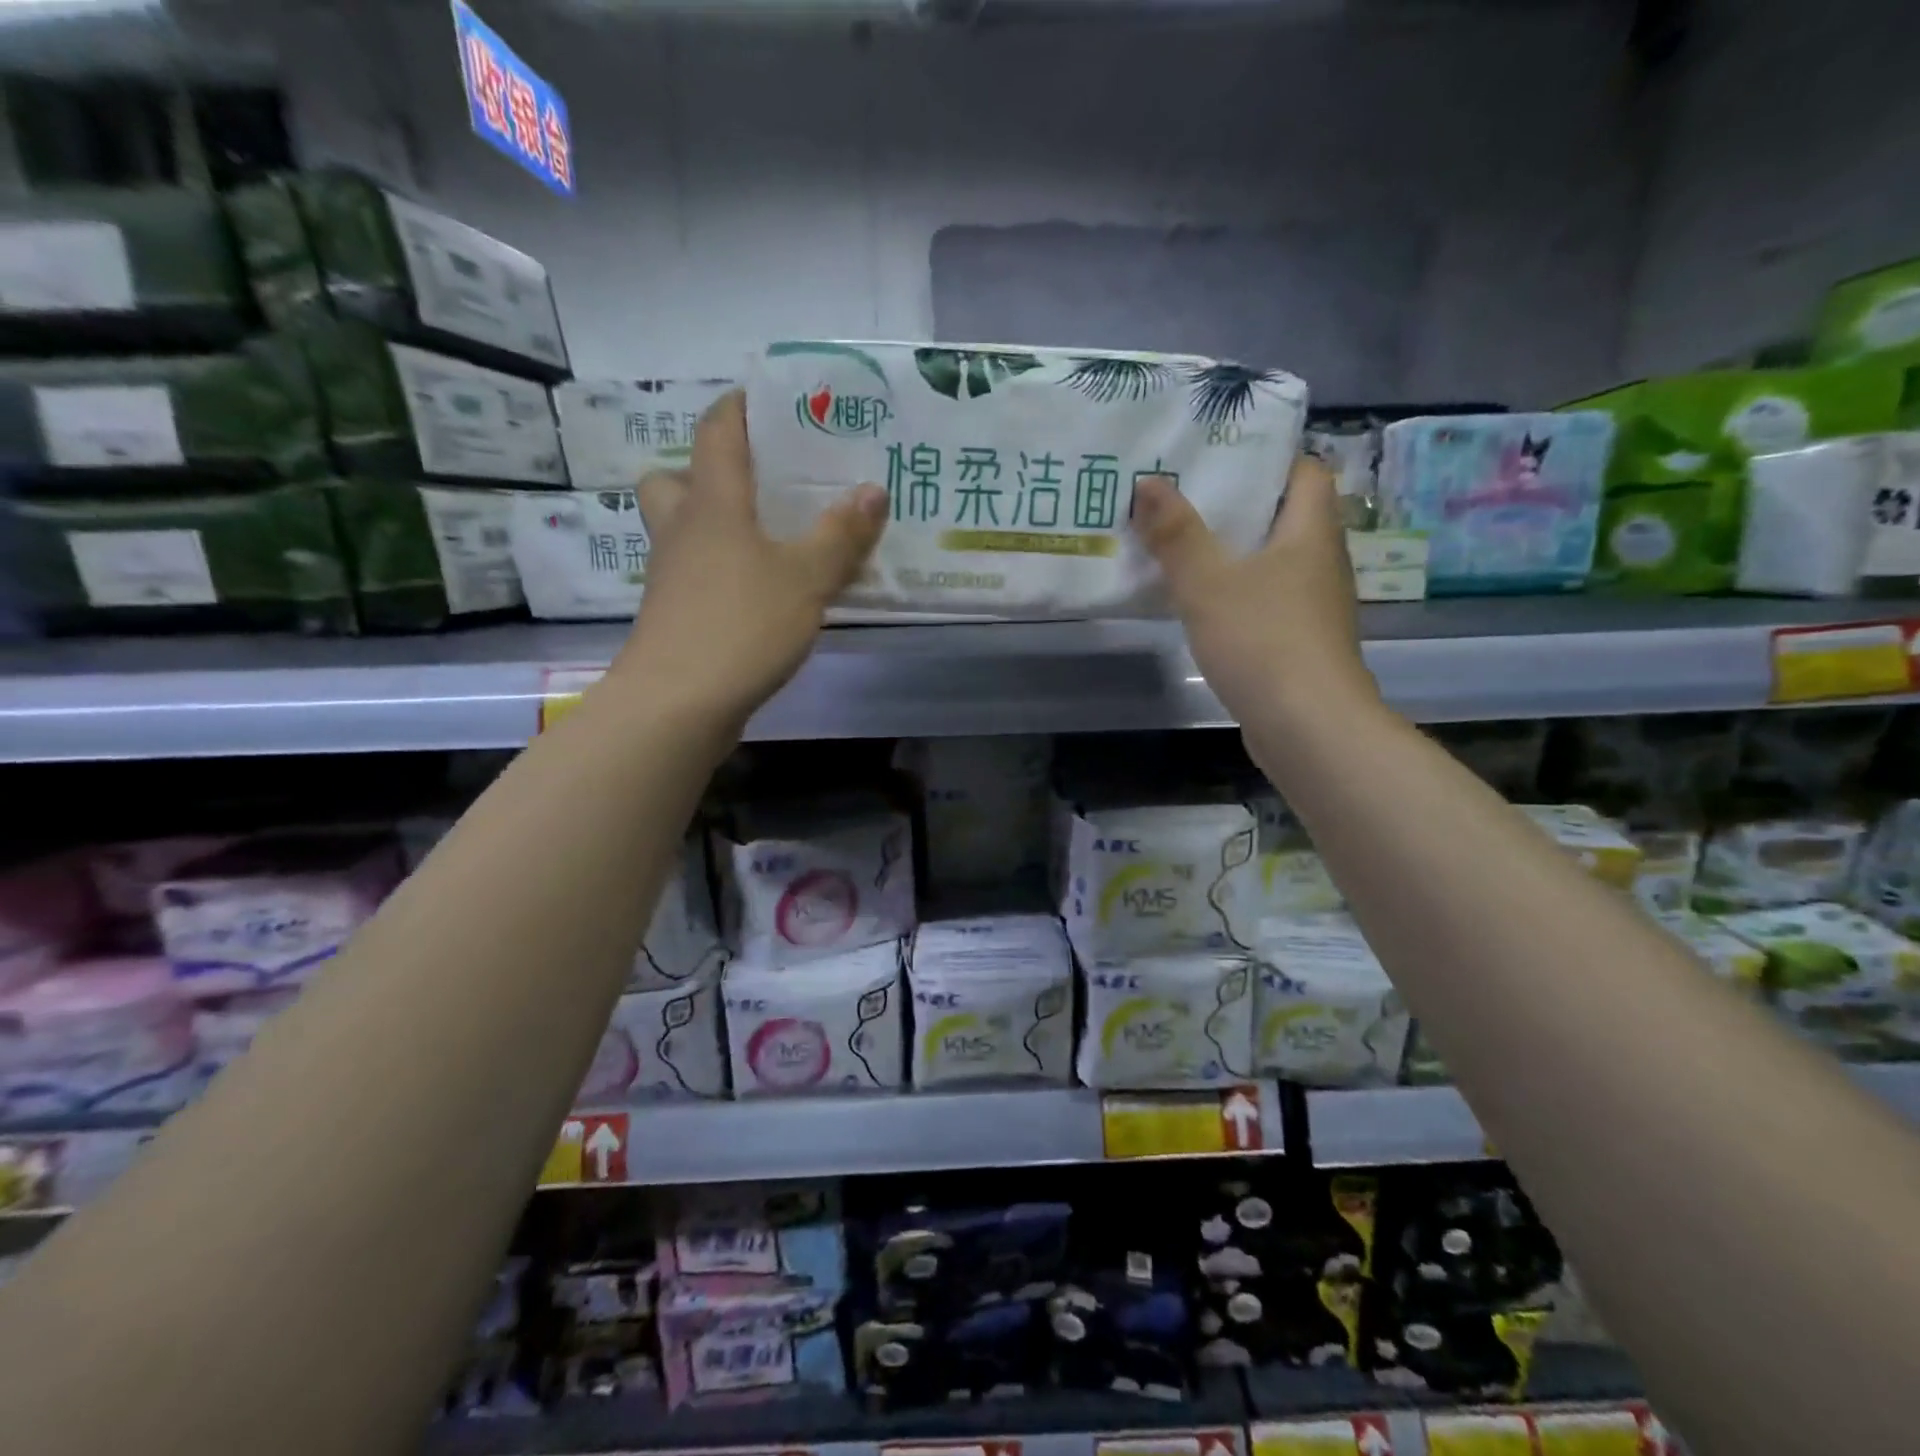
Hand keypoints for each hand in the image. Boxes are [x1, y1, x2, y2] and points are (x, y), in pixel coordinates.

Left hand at [610, 391, 886, 729]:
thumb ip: (840, 536)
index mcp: (713, 504)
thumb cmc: (741, 625)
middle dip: (708, 473)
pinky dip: (723, 571)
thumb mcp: (805, 579)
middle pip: (675, 481)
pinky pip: (696, 574)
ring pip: (684, 531)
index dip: (740, 407)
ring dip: (716, 525)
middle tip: (756, 484)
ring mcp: (671, 576)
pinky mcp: (674, 616)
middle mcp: (682, 531)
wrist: (677, 704)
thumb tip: (873, 489)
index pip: (717, 432)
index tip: (771, 399)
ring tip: (770, 540)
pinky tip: (761, 594)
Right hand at [1131, 455, 1377, 732]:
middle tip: (1183, 499)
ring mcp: (1315, 606)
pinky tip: (1203, 605)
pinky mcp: (1302, 643)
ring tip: (1183, 547)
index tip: (1219, 458)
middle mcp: (1322, 562)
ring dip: (1236, 554)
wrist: (1308, 726)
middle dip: (1238, 506)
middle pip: (1286, 517)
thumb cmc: (1262, 640)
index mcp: (1311, 532)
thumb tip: (1148, 481)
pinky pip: (1269, 601)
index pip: (1305, 471)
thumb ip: (1176, 534)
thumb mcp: (1208, 583)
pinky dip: (1239, 594)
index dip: (1268, 458)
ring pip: (1275, 562)